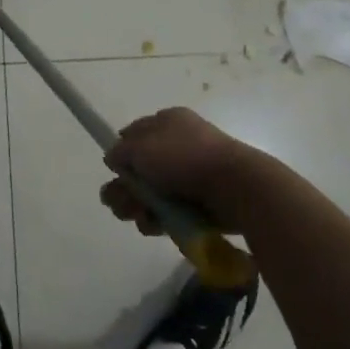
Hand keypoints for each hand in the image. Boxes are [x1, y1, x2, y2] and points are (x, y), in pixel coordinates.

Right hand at [99, 107, 259, 233]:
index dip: (121, 154)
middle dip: (125, 188)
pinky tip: (156, 225)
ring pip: (151, 194)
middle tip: (122, 203)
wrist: (235, 187)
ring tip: (140, 216)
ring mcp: (190, 175)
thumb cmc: (184, 158)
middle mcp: (178, 145)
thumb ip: (120, 151)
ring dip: (137, 207)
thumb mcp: (140, 147)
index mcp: (168, 122)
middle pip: (139, 169)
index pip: (133, 134)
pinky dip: (159, 220)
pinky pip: (169, 211)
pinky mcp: (199, 202)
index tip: (115, 170)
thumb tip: (114, 158)